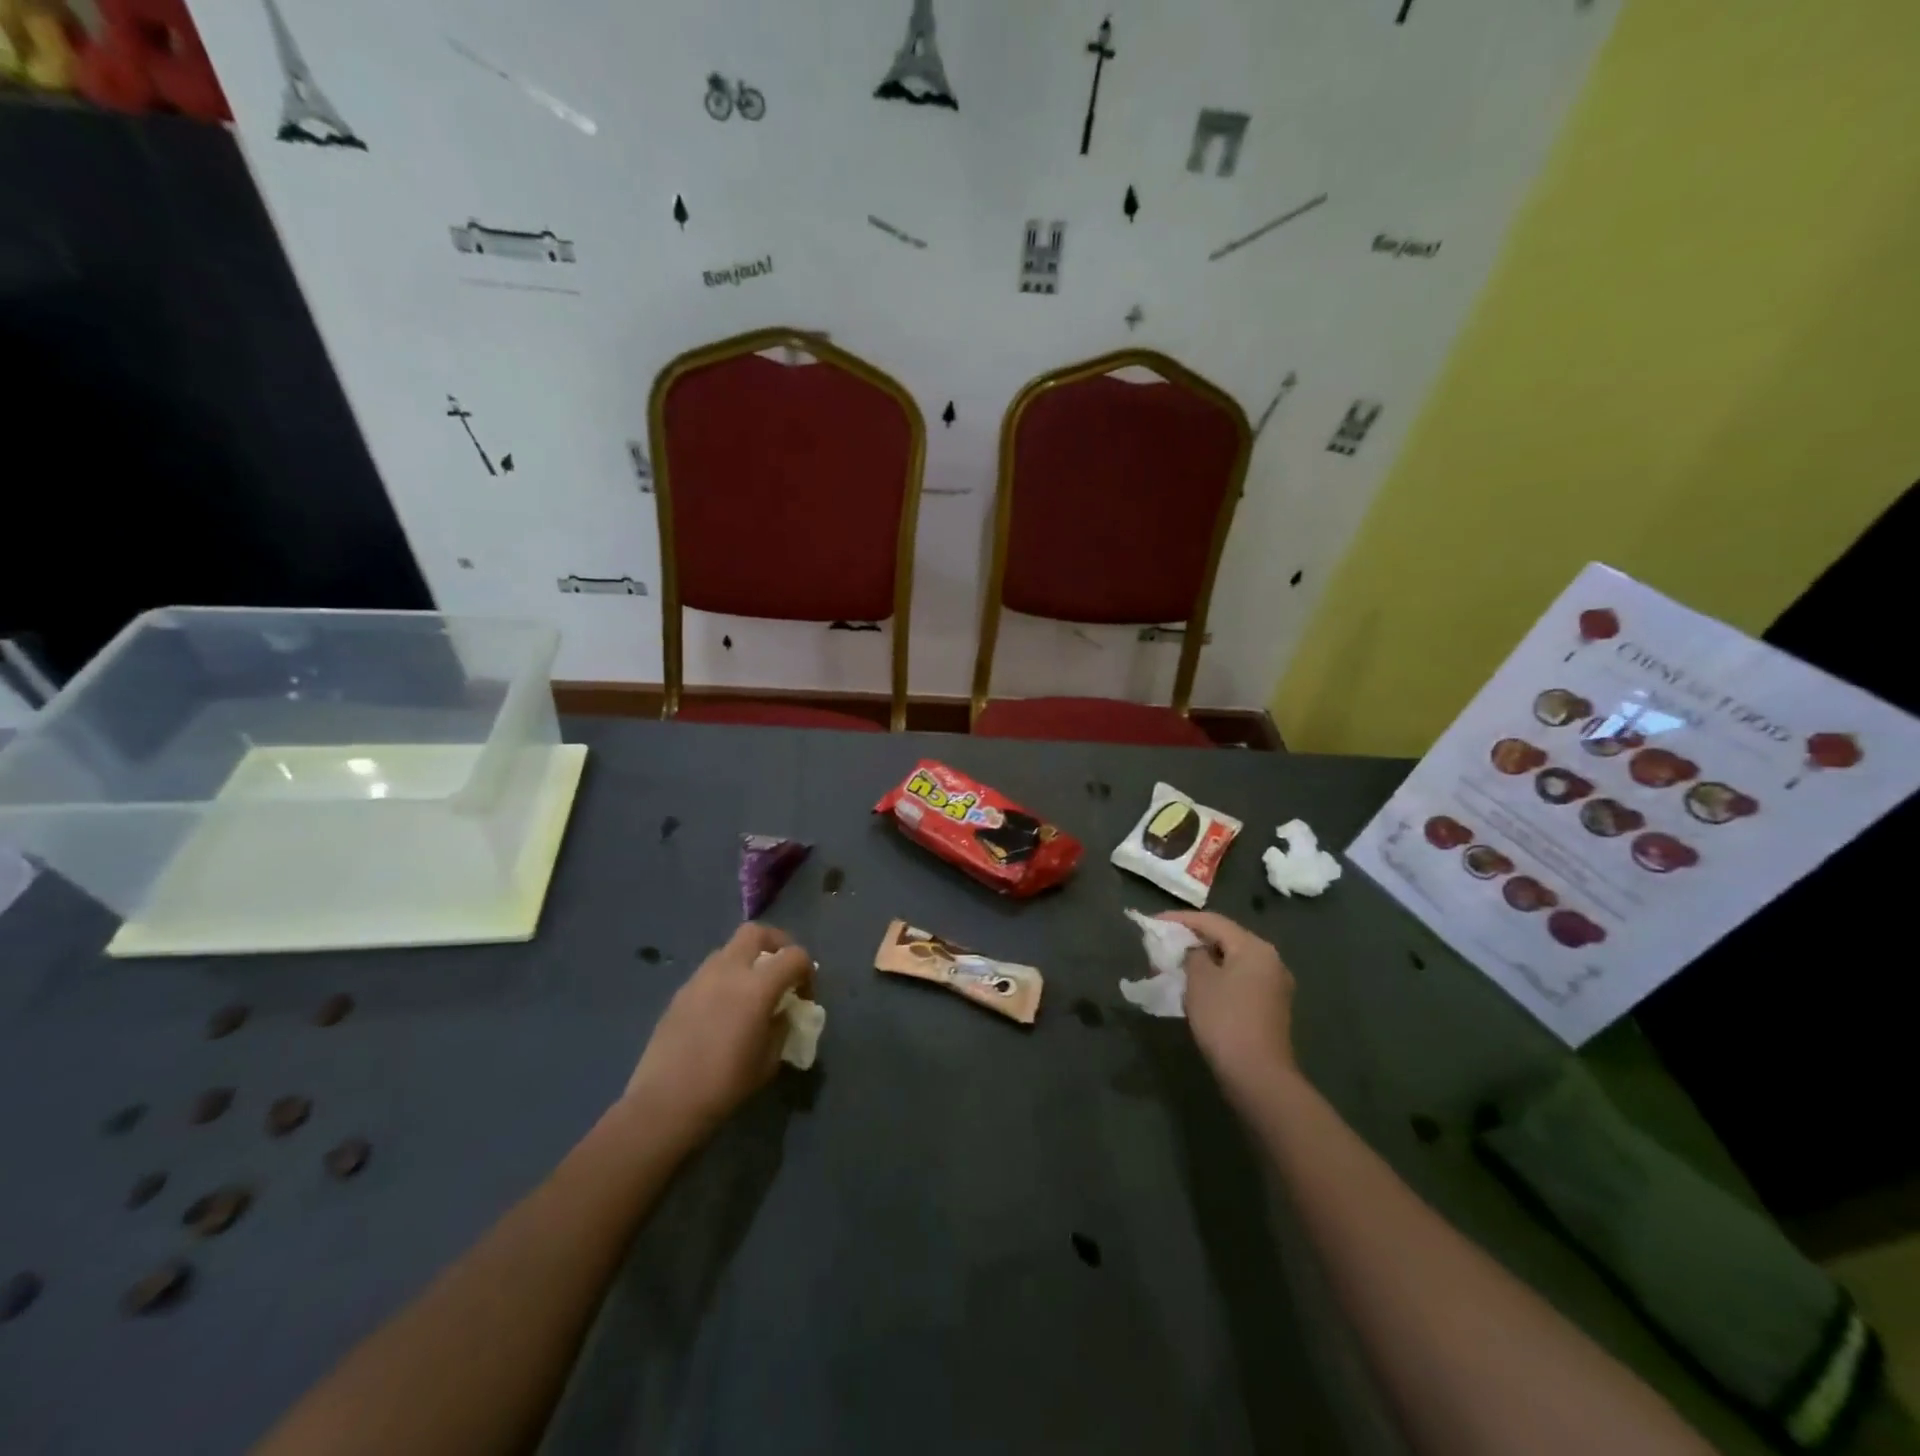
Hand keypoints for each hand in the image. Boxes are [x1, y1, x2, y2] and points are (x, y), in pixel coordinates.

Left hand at [623, 923, 814, 1143]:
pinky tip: (723, 1009)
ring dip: (747, 960)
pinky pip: (710, 971)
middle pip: (757, 932)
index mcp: (757, 986)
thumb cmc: (725, 1085)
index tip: (804, 996)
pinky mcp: (680, 992)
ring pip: (730, 949)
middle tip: (780, 970)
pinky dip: (725, 978)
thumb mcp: (769, 1060)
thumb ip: (781, 1026)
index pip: (794, 956)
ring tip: (750, 991)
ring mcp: (700, 978)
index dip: (807, 971)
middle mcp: (728, 971)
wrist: (665, 1103)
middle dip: (776, 944)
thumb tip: (782, 1012)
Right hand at [1159, 911, 1297, 1099]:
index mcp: (1254, 947)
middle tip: (1163, 946)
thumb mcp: (1199, 980)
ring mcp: (1274, 985)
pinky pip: (1239, 980)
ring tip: (1176, 965)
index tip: (1153, 923)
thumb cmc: (1225, 1019)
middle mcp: (1270, 960)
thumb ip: (1192, 954)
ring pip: (1232, 961)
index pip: (1212, 921)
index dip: (1179, 919)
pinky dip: (1217, 977)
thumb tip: (1194, 951)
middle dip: (1192, 940)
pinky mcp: (1270, 1007)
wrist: (1257, 1076)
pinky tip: (1197, 987)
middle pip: (1225, 939)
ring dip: (1204, 960)